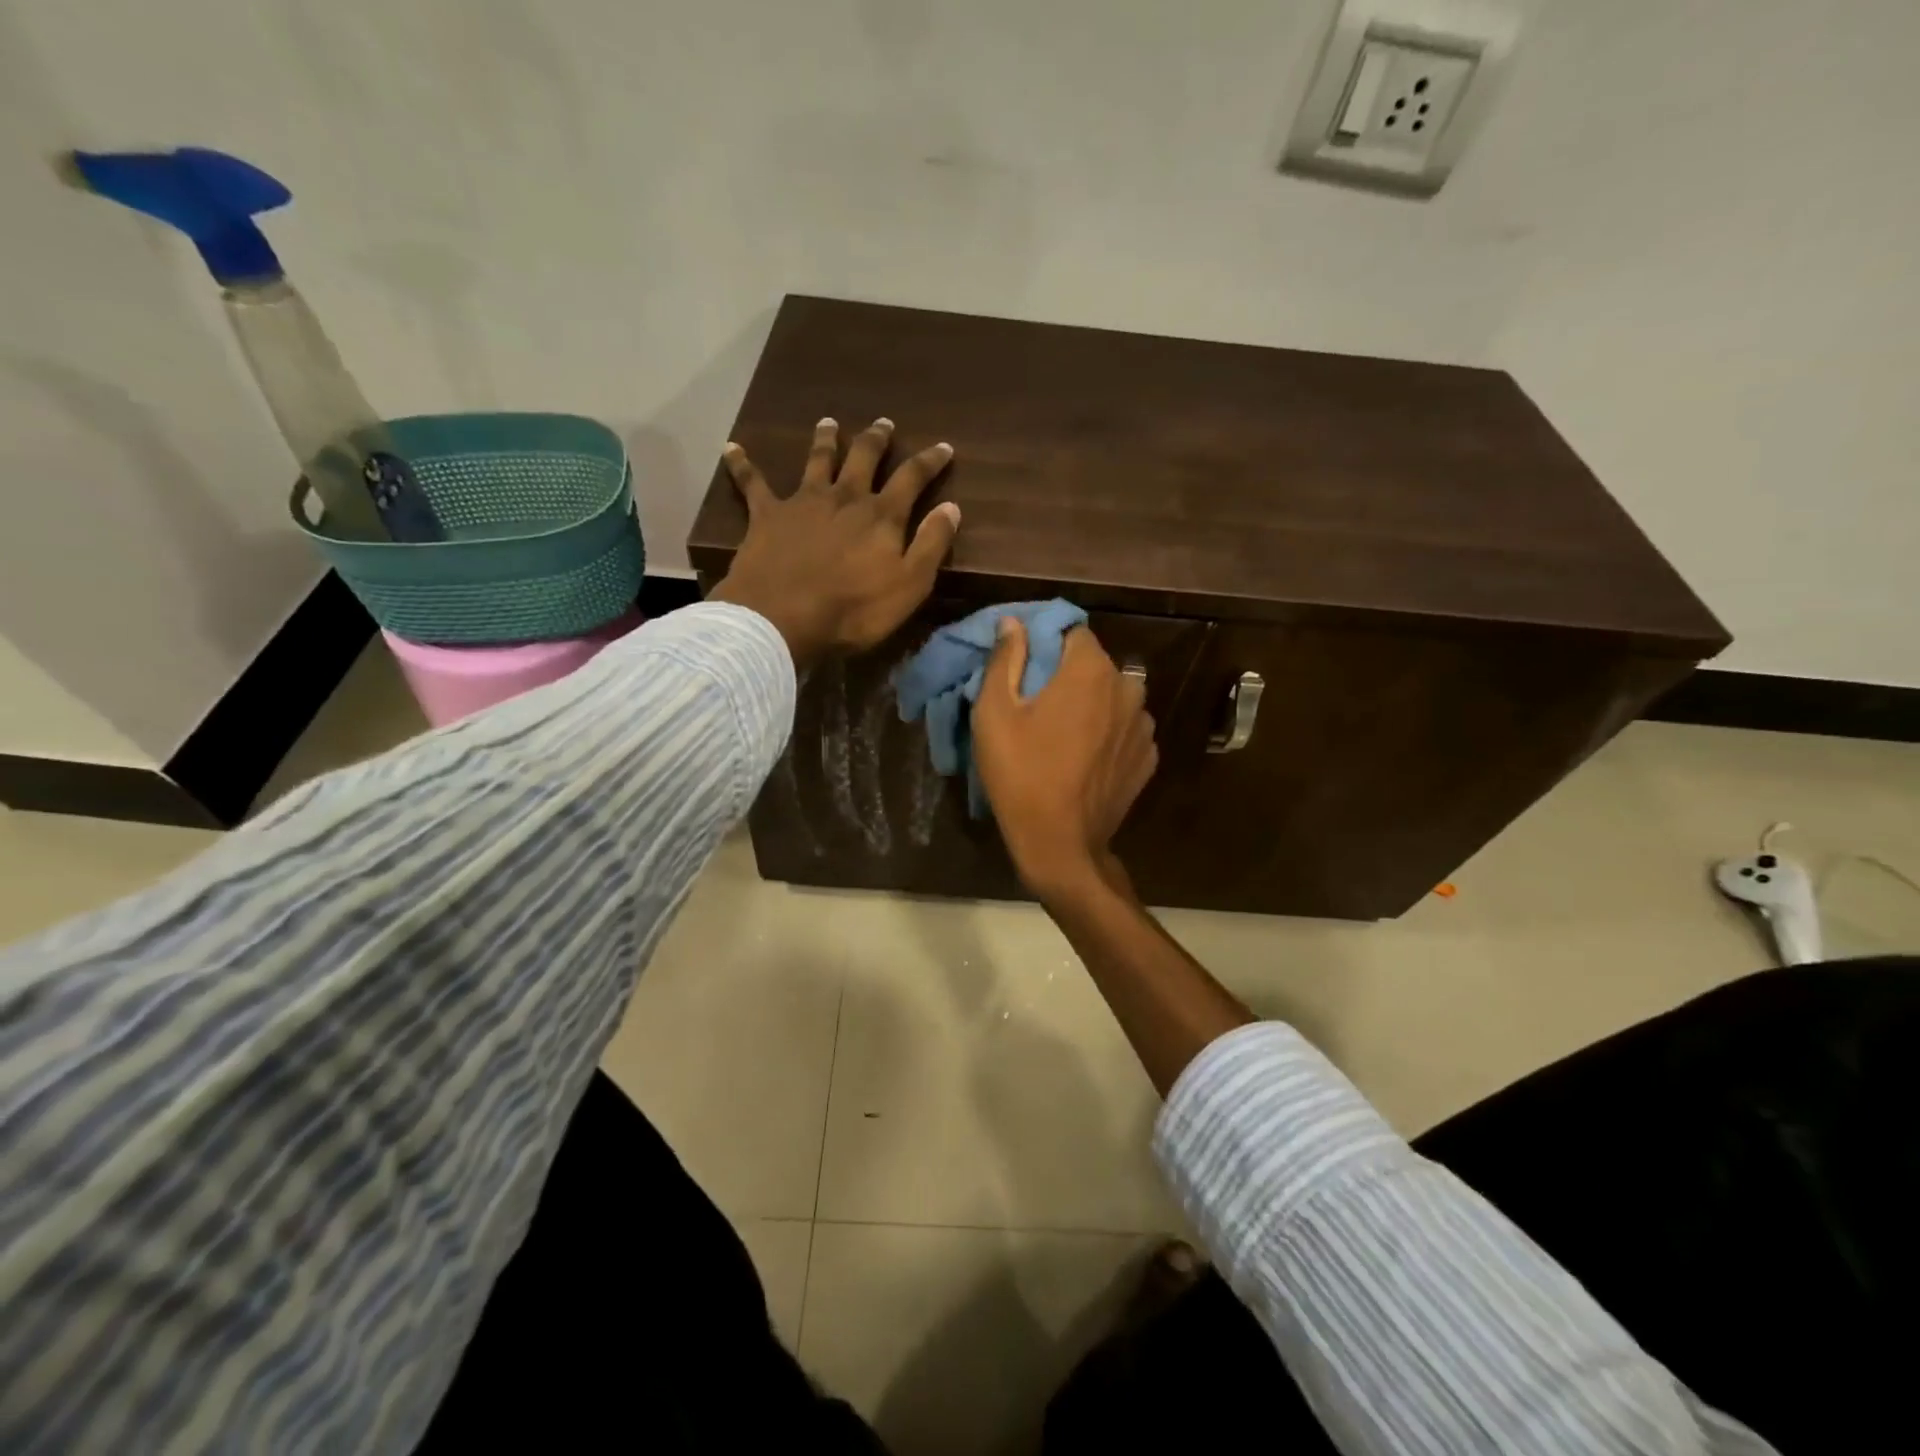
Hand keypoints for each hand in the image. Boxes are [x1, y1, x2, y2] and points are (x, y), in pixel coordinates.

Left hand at [711, 417, 959, 665]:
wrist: (782, 618)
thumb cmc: (854, 610)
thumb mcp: (910, 585)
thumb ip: (932, 544)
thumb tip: (951, 507)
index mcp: (881, 515)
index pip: (912, 478)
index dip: (929, 461)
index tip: (943, 446)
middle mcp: (844, 497)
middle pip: (863, 458)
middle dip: (876, 439)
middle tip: (884, 423)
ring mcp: (803, 502)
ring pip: (816, 460)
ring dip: (825, 440)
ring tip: (829, 422)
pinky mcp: (766, 515)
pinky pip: (752, 483)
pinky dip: (742, 465)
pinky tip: (732, 448)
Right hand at [972, 619, 1158, 899]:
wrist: (1060, 844)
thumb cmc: (1020, 774)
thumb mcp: (994, 713)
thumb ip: (1004, 659)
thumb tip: (1013, 623)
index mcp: (1090, 671)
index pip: (1072, 632)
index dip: (1047, 644)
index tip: (1026, 668)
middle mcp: (1127, 689)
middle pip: (1096, 665)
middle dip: (1070, 675)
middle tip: (1040, 704)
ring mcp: (1143, 726)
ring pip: (1115, 697)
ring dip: (1094, 704)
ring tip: (1067, 733)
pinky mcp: (1148, 759)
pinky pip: (1126, 730)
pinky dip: (1109, 734)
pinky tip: (1087, 758)